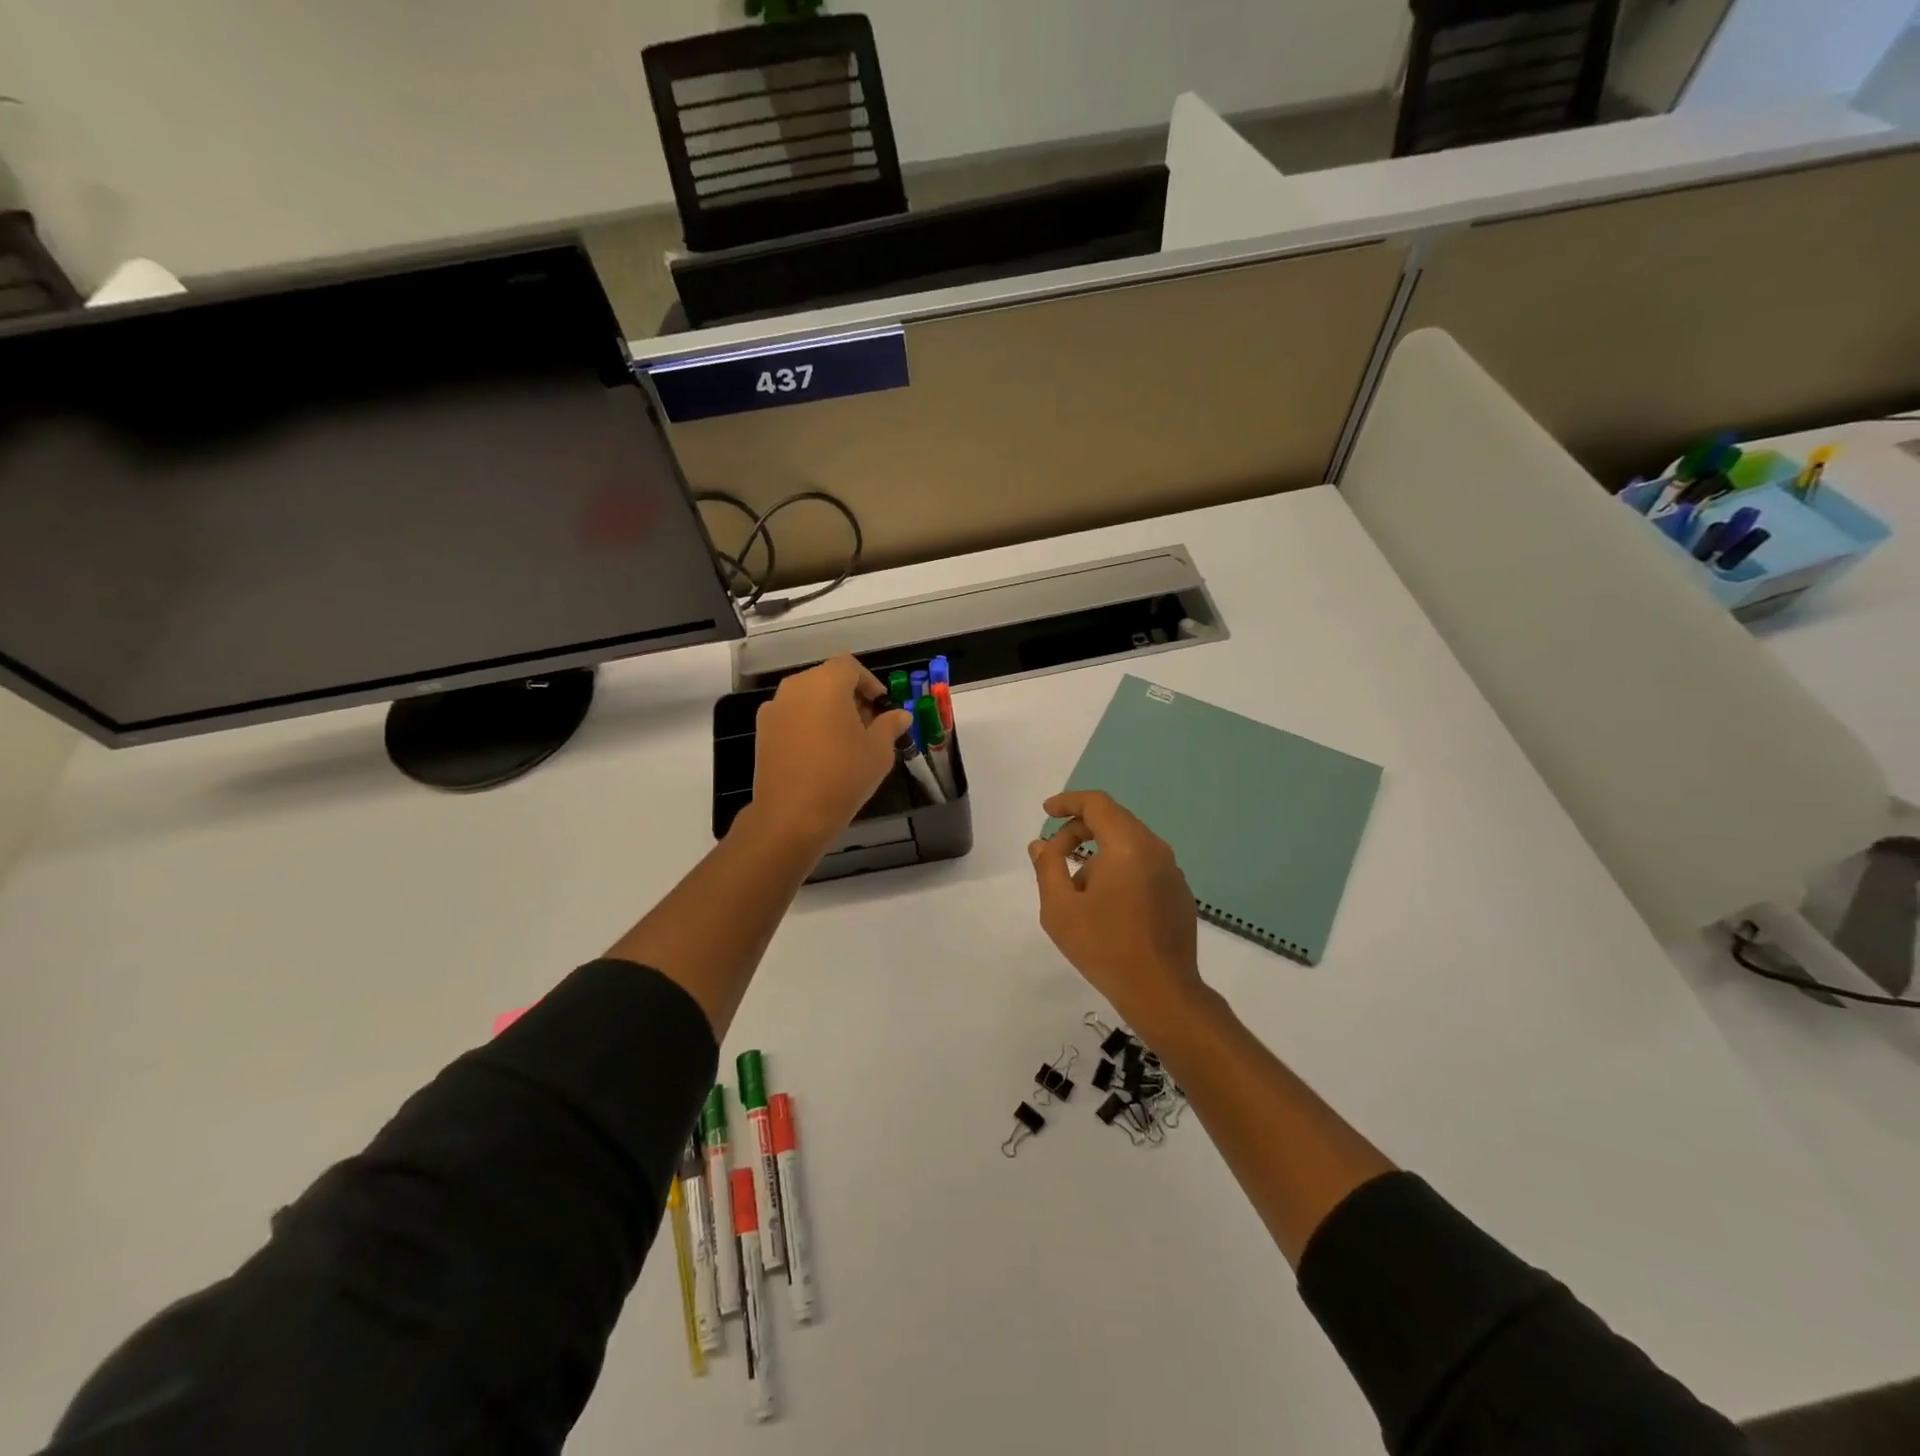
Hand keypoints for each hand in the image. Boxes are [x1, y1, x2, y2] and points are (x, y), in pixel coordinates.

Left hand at [749, 656, 911, 849]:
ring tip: (846, 741)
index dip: (869, 682)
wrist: (792, 815)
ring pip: (807, 698)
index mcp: (826, 683)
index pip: (850, 666)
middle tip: (868, 724)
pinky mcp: (762, 732)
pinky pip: (792, 717)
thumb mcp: (879, 751)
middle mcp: (796, 687)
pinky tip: (821, 753)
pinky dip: (808, 725)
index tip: (881, 705)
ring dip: (828, 710)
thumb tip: (901, 715)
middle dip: (849, 696)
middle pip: (827, 679)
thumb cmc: (843, 775)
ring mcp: (774, 709)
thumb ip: (890, 725)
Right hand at [1029, 791, 1204, 1029]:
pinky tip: (1107, 904)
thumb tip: (1042, 844)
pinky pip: (1144, 866)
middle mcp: (1156, 849)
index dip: (1069, 802)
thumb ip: (1048, 867)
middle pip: (1114, 820)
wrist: (1161, 992)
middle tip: (1054, 852)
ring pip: (1130, 844)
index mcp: (1128, 845)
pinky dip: (1121, 869)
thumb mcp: (1060, 907)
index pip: (1097, 804)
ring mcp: (1172, 872)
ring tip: (1077, 888)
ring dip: (1100, 853)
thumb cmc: (1104, 946)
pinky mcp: (1179, 894)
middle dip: (1080, 829)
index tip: (1047, 812)